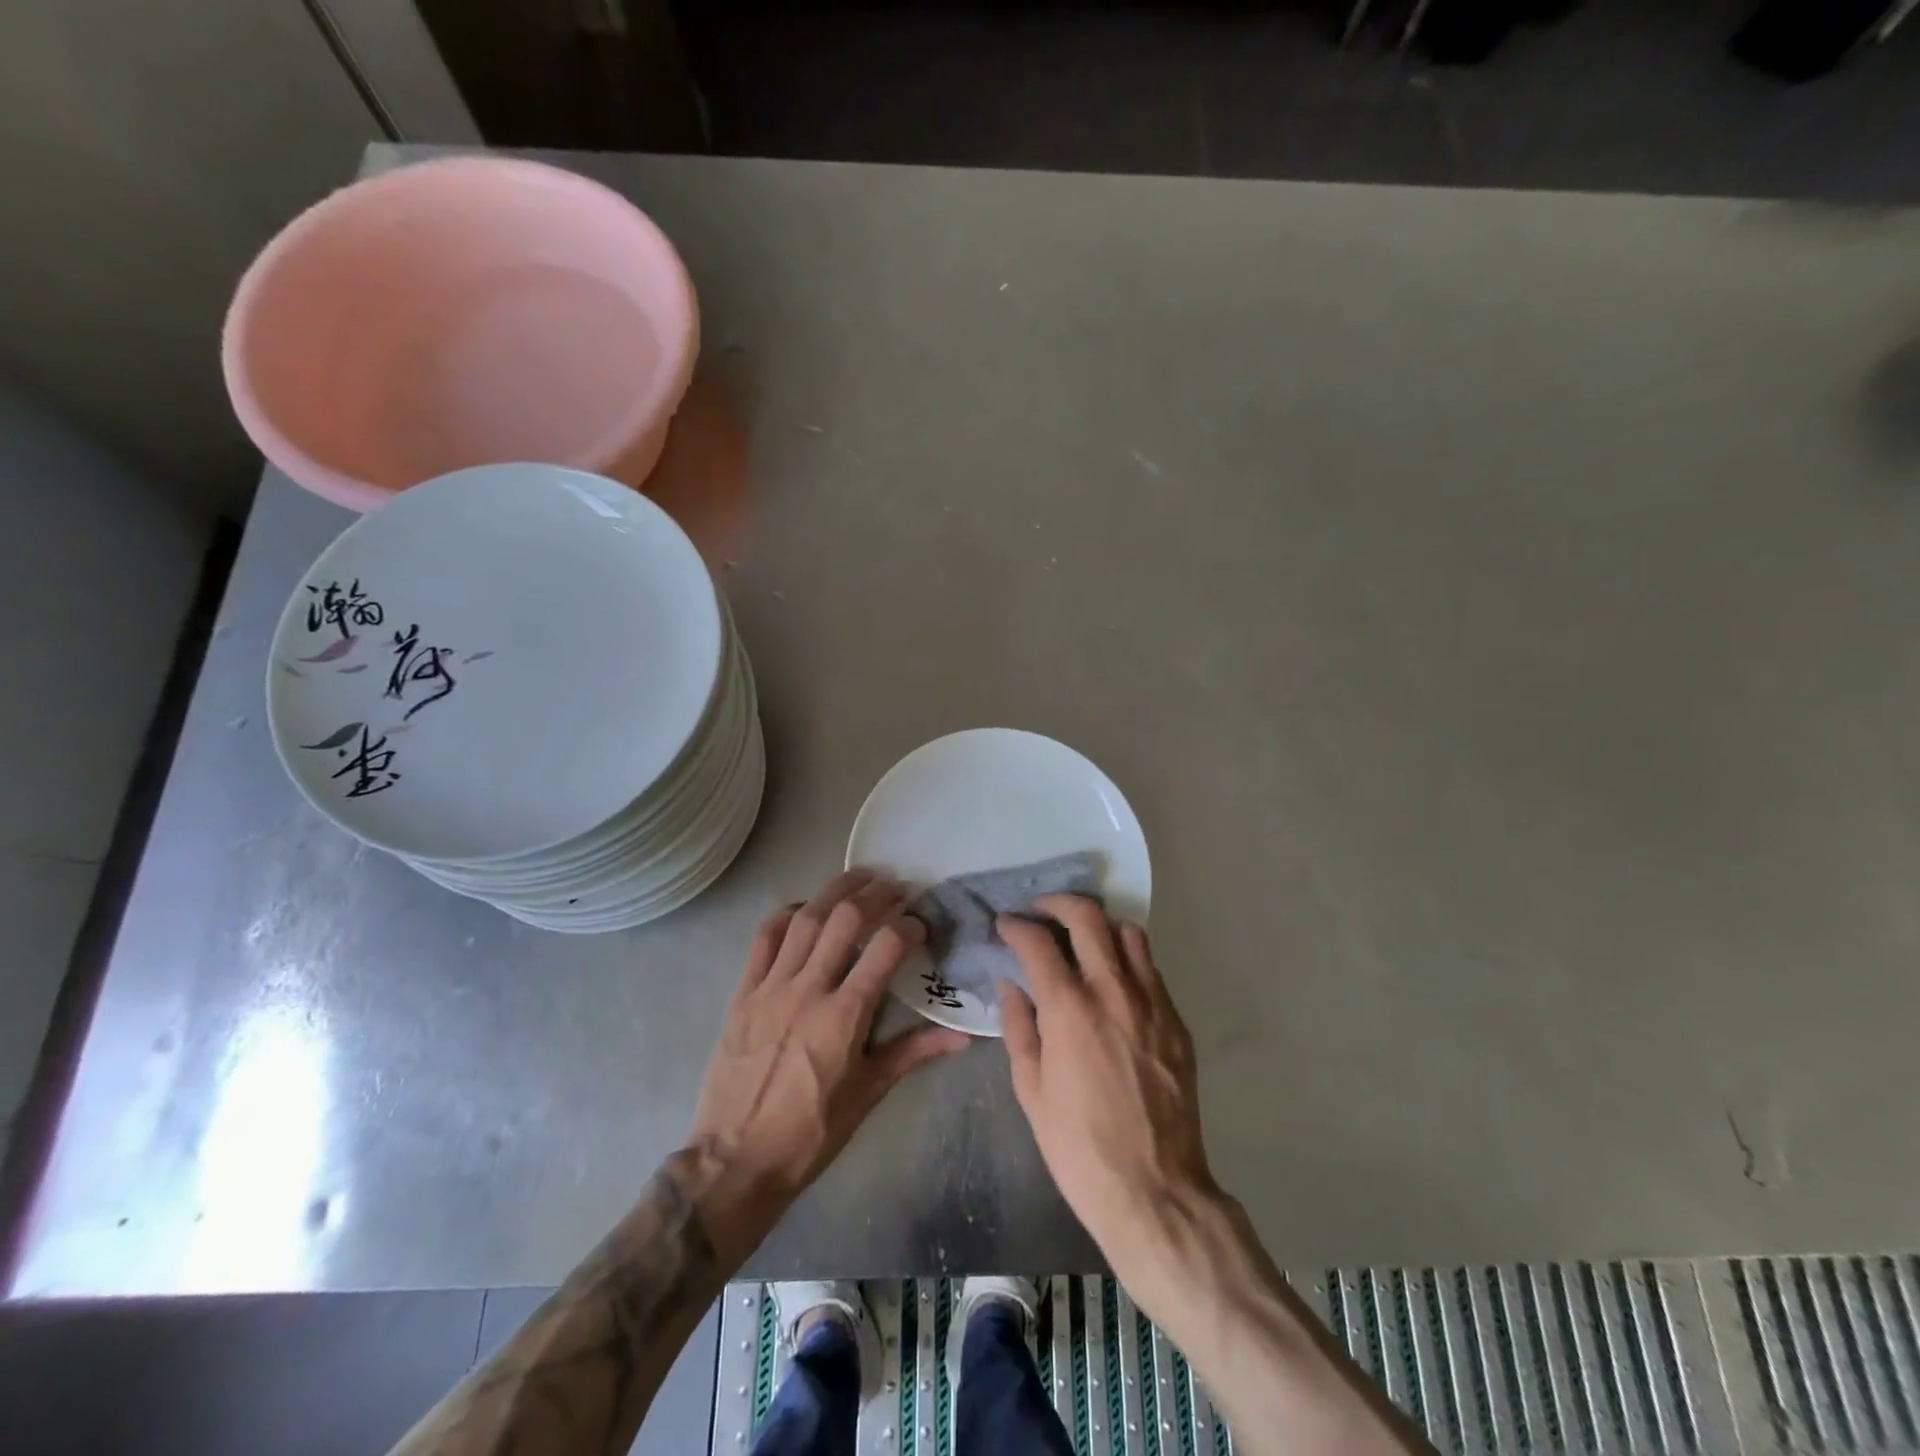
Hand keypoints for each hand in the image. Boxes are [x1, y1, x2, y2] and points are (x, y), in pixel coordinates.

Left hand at [681, 869, 969, 1261]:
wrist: (734, 1161)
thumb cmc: (810, 1134)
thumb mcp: (867, 1094)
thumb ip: (913, 1053)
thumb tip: (963, 1037)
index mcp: (844, 1016)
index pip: (885, 948)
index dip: (908, 926)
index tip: (920, 923)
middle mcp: (808, 989)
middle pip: (844, 920)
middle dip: (875, 894)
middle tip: (895, 886)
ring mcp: (771, 987)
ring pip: (805, 919)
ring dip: (835, 891)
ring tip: (859, 877)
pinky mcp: (743, 993)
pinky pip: (764, 938)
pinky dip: (786, 914)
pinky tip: (804, 907)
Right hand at [997, 897, 1221, 1312]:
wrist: (1156, 1190)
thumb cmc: (1079, 1146)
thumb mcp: (1031, 1091)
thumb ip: (1019, 1028)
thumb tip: (1010, 986)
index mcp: (1069, 1009)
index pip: (1038, 941)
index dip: (1016, 925)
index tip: (1005, 924)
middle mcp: (1113, 991)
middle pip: (1088, 918)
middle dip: (1058, 903)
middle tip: (1041, 911)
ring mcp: (1152, 1003)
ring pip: (1129, 933)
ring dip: (1100, 925)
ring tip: (1082, 938)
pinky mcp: (1176, 1021)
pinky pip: (1151, 969)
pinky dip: (1127, 958)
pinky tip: (1113, 979)